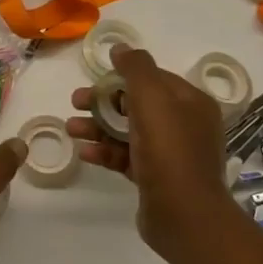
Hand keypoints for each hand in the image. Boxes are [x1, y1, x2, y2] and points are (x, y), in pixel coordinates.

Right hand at [68, 45, 240, 262]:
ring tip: (72, 129)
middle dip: (104, 103)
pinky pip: (127, 157)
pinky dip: (106, 152)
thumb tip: (120, 48)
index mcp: (191, 102)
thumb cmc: (169, 150)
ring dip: (99, 127)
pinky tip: (86, 153)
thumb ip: (136, 68)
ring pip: (128, 132)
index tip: (95, 80)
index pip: (154, 79)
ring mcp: (171, 154)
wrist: (184, 215)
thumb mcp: (152, 98)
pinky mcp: (156, 179)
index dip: (122, 77)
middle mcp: (185, 125)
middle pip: (137, 104)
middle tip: (76, 103)